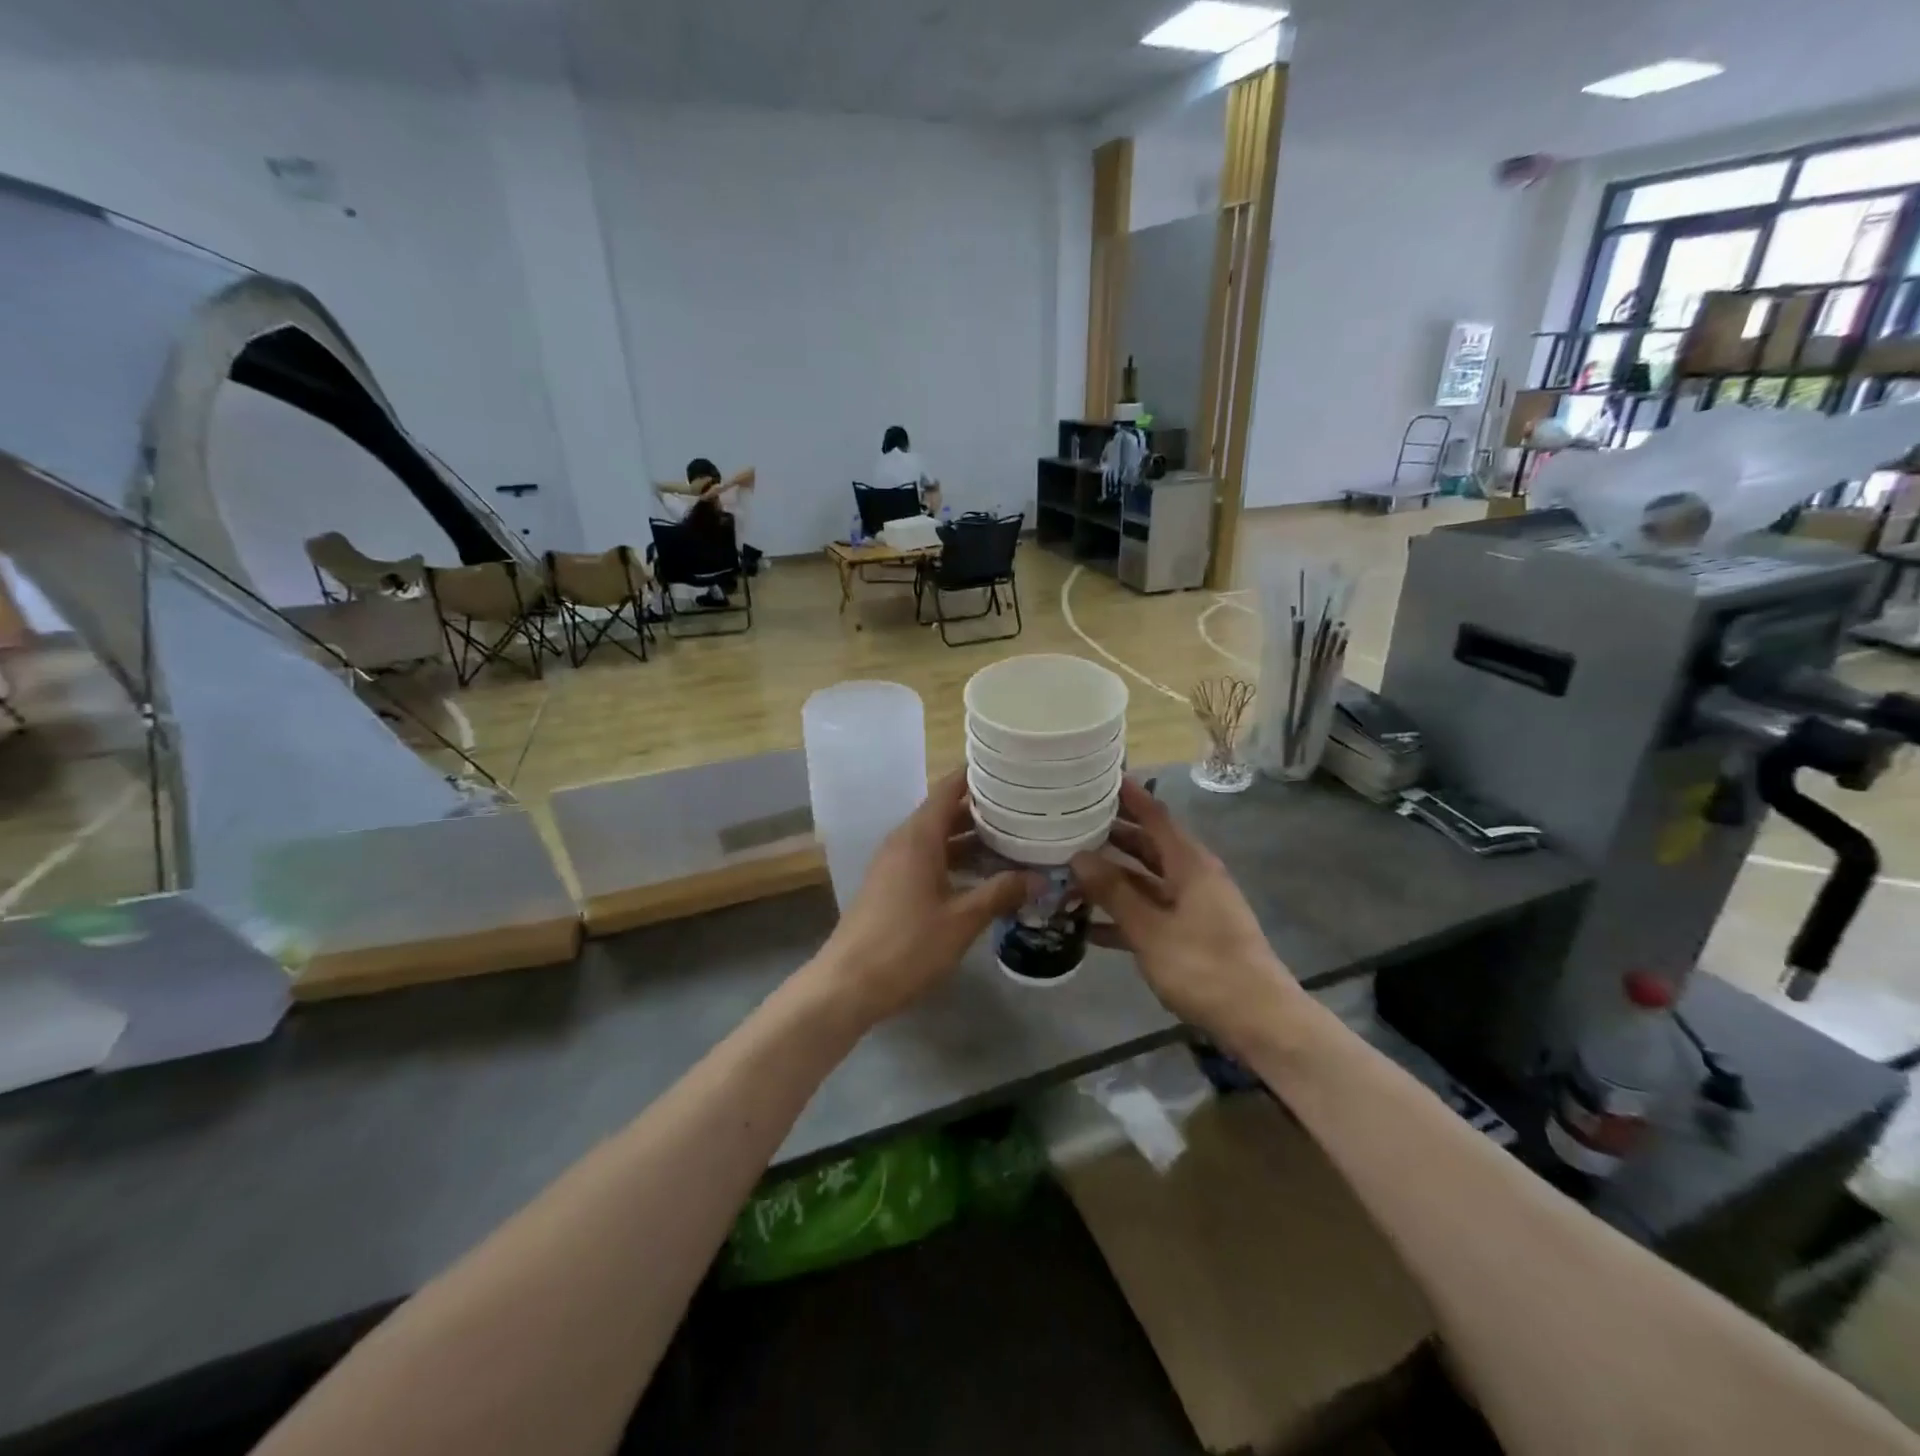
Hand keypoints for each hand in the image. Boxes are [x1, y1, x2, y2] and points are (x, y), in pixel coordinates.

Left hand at [812, 771, 1033, 1027]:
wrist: (847, 984)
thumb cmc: (906, 946)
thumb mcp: (961, 920)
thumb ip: (1000, 893)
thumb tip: (1040, 878)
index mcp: (918, 836)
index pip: (949, 788)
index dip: (977, 776)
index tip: (1012, 771)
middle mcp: (904, 841)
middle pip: (945, 812)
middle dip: (983, 811)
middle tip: (1026, 810)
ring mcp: (894, 864)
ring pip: (938, 839)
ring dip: (971, 840)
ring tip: (1014, 842)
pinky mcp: (891, 886)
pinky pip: (928, 859)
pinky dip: (955, 860)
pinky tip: (983, 878)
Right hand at [1070, 778, 1300, 1052]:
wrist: (1257, 1019)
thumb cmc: (1204, 966)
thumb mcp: (1150, 929)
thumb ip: (1114, 892)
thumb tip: (1079, 856)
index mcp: (1189, 864)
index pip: (1155, 816)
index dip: (1129, 795)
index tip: (1099, 777)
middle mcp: (1192, 876)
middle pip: (1147, 846)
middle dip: (1111, 836)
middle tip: (1070, 824)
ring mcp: (1192, 906)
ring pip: (1145, 880)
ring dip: (1111, 878)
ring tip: (1069, 871)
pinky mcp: (1189, 934)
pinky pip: (1150, 912)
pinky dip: (1123, 913)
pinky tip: (1087, 924)